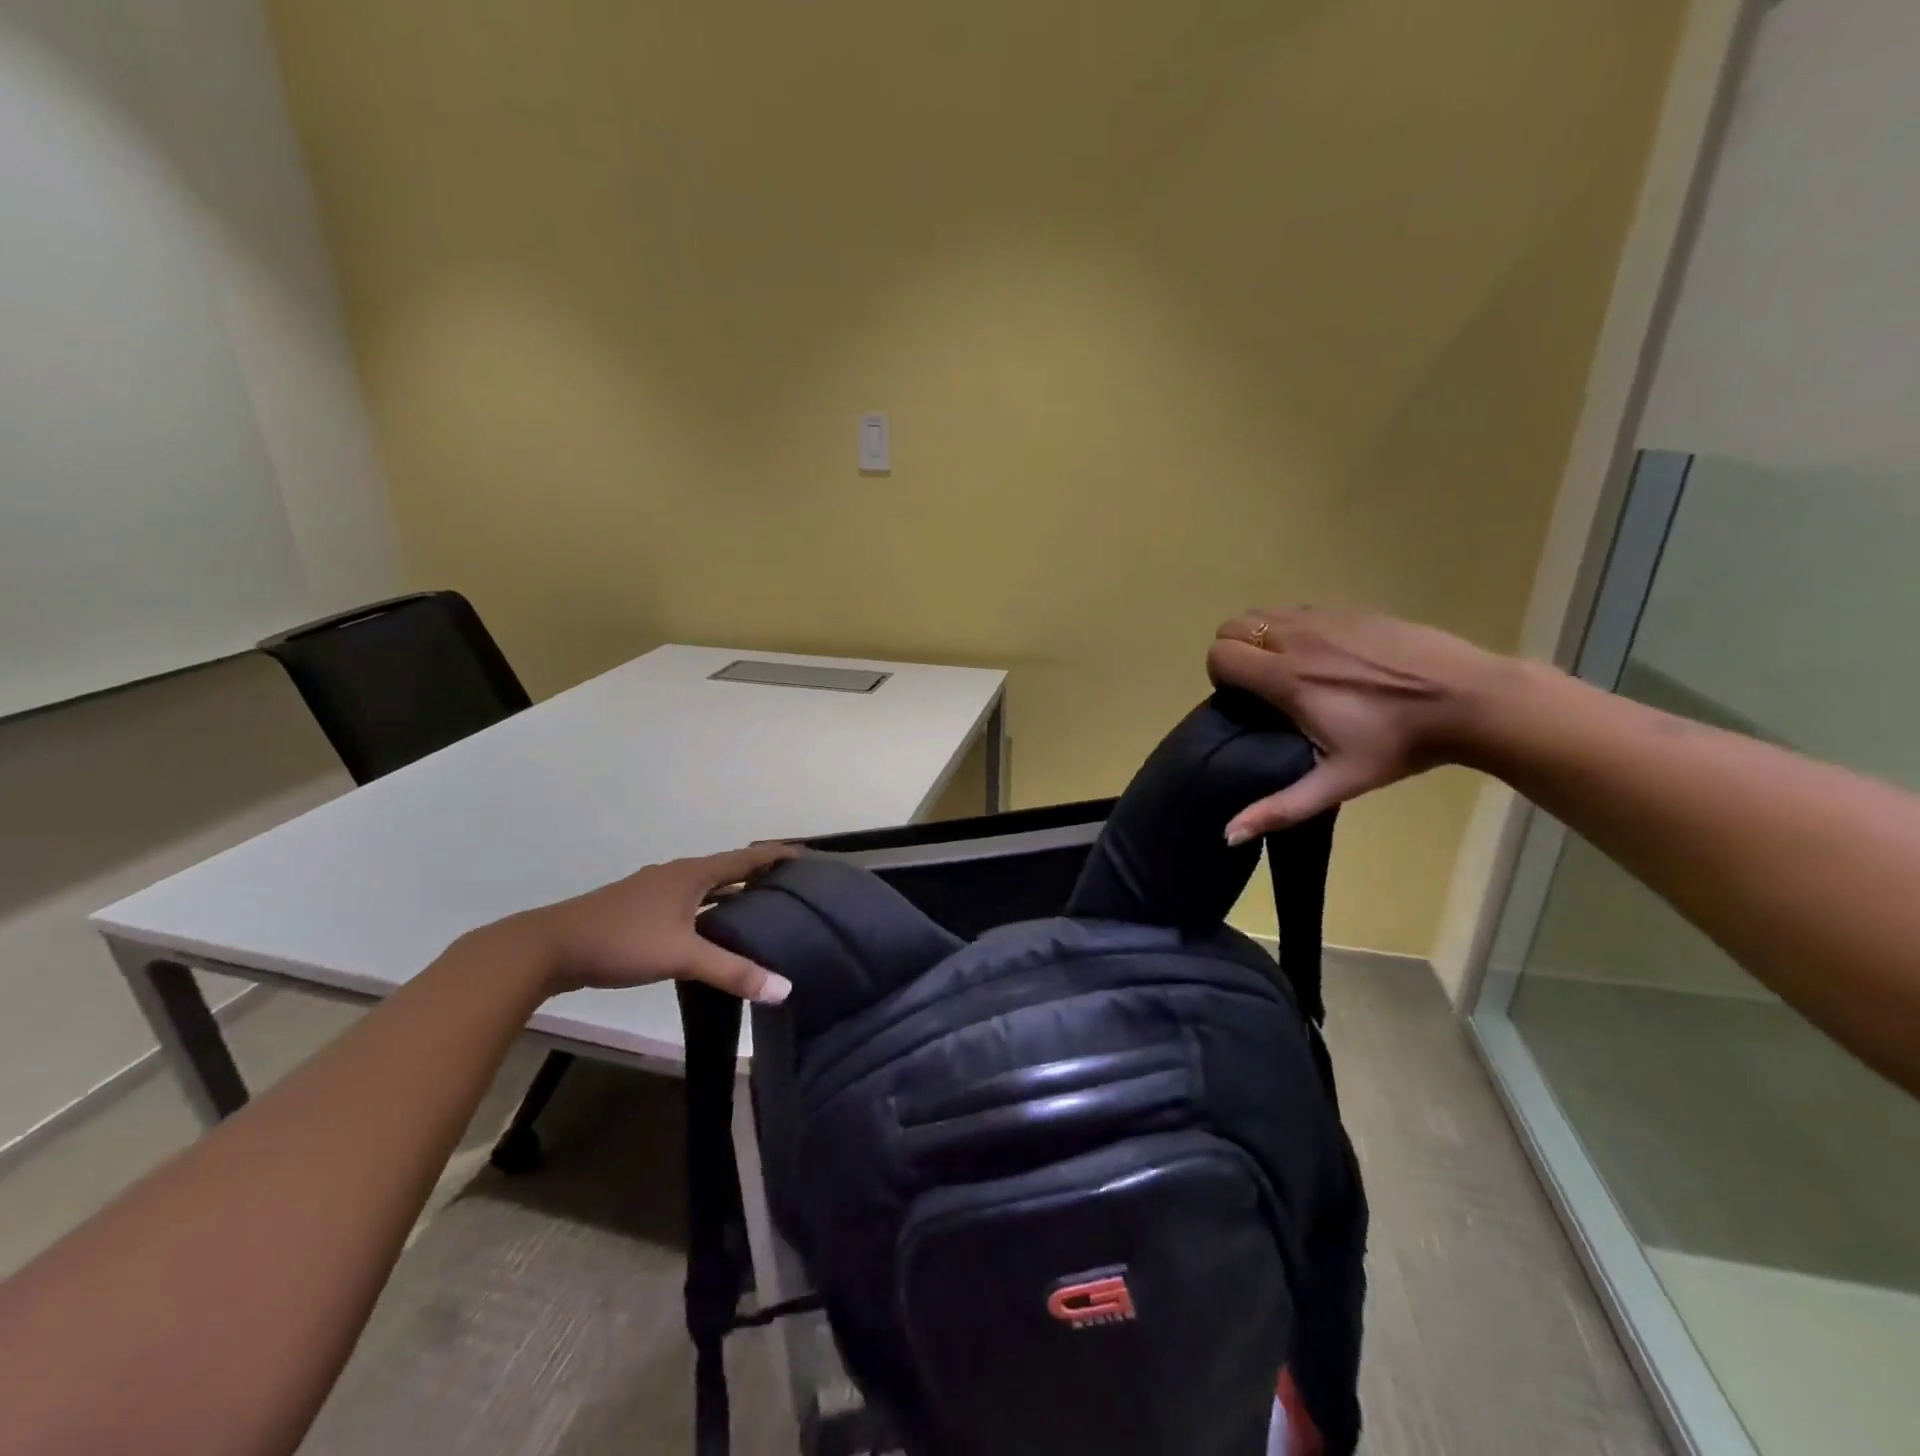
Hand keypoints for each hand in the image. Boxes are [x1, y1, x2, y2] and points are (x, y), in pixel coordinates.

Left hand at [509, 843, 798, 1000]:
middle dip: (758, 874)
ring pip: (704, 885)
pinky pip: (686, 901)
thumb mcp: (682, 956)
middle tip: (790, 887)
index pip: (746, 858)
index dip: (777, 855)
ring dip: (731, 892)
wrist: (547, 947)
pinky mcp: (637, 909)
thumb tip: (785, 989)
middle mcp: (676, 874)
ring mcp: (653, 890)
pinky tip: (709, 930)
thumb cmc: (622, 941)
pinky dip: (708, 907)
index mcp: (692, 874)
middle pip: (727, 868)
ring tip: (759, 907)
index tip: (806, 856)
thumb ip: (733, 971)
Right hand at [1207, 608, 1508, 841]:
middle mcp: (1298, 638)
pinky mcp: (1352, 610)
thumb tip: (1228, 835)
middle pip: (1234, 627)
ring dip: (1260, 637)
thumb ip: (1280, 807)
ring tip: (1287, 669)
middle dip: (1234, 654)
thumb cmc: (1400, 743)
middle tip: (1259, 686)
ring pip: (1264, 613)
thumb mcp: (1338, 782)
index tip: (1242, 701)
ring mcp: (1326, 618)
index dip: (1220, 677)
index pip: (1220, 655)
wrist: (1471, 700)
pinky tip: (1323, 656)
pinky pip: (1299, 610)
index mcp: (1288, 677)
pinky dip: (1293, 628)